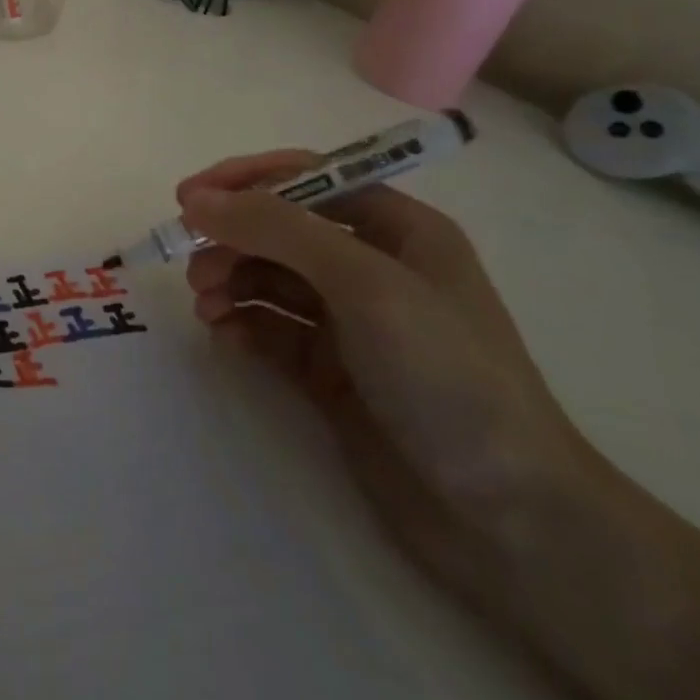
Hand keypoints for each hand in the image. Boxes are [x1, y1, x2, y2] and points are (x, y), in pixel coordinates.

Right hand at [177, 150, 597, 604]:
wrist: (511, 522)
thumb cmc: (446, 375)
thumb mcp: (364, 282)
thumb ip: (277, 229)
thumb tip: (197, 200)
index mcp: (397, 228)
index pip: (307, 177)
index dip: (245, 180)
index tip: (189, 198)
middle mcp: (372, 266)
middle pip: (280, 229)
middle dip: (233, 239)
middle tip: (192, 266)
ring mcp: (351, 321)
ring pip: (269, 277)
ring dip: (230, 281)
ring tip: (205, 304)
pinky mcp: (331, 371)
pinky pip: (271, 328)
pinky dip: (242, 323)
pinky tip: (224, 336)